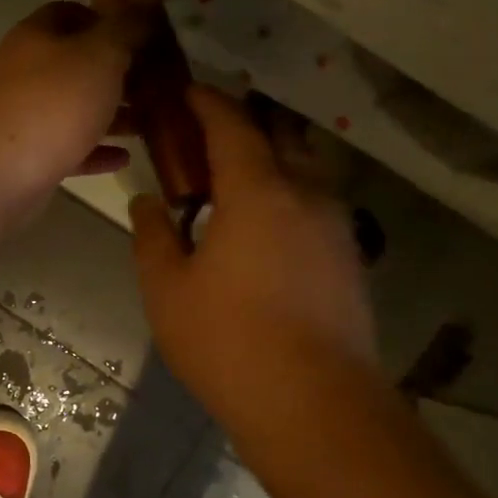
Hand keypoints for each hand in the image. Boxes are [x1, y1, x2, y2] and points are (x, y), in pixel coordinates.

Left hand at [0, 1, 140, 217]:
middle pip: (76, 64)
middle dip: (117, 73)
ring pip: (74, 109)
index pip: (70, 13)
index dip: (107, 21)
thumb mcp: (100, 55)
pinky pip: (68, 148)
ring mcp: (24, 116)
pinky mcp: (28, 156)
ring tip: (151, 123)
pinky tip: (124, 158)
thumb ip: (127, 27)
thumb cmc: (53, 103)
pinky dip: (95, 151)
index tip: (143, 37)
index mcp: (36, 37)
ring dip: (111, 115)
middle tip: (158, 84)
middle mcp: (25, 73)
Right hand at [131, 85, 377, 429]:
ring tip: (231, 177)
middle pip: (281, 135)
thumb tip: (149, 201)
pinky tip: (260, 225)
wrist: (314, 405)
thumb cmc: (227, 340)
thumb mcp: (166, 288)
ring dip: (269, 158)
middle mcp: (306, 196)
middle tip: (205, 134)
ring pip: (305, 168)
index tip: (186, 92)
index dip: (208, 103)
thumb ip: (154, 235)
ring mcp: (335, 227)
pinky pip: (315, 203)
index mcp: (257, 192)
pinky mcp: (348, 259)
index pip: (233, 125)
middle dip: (245, 122)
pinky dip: (286, 193)